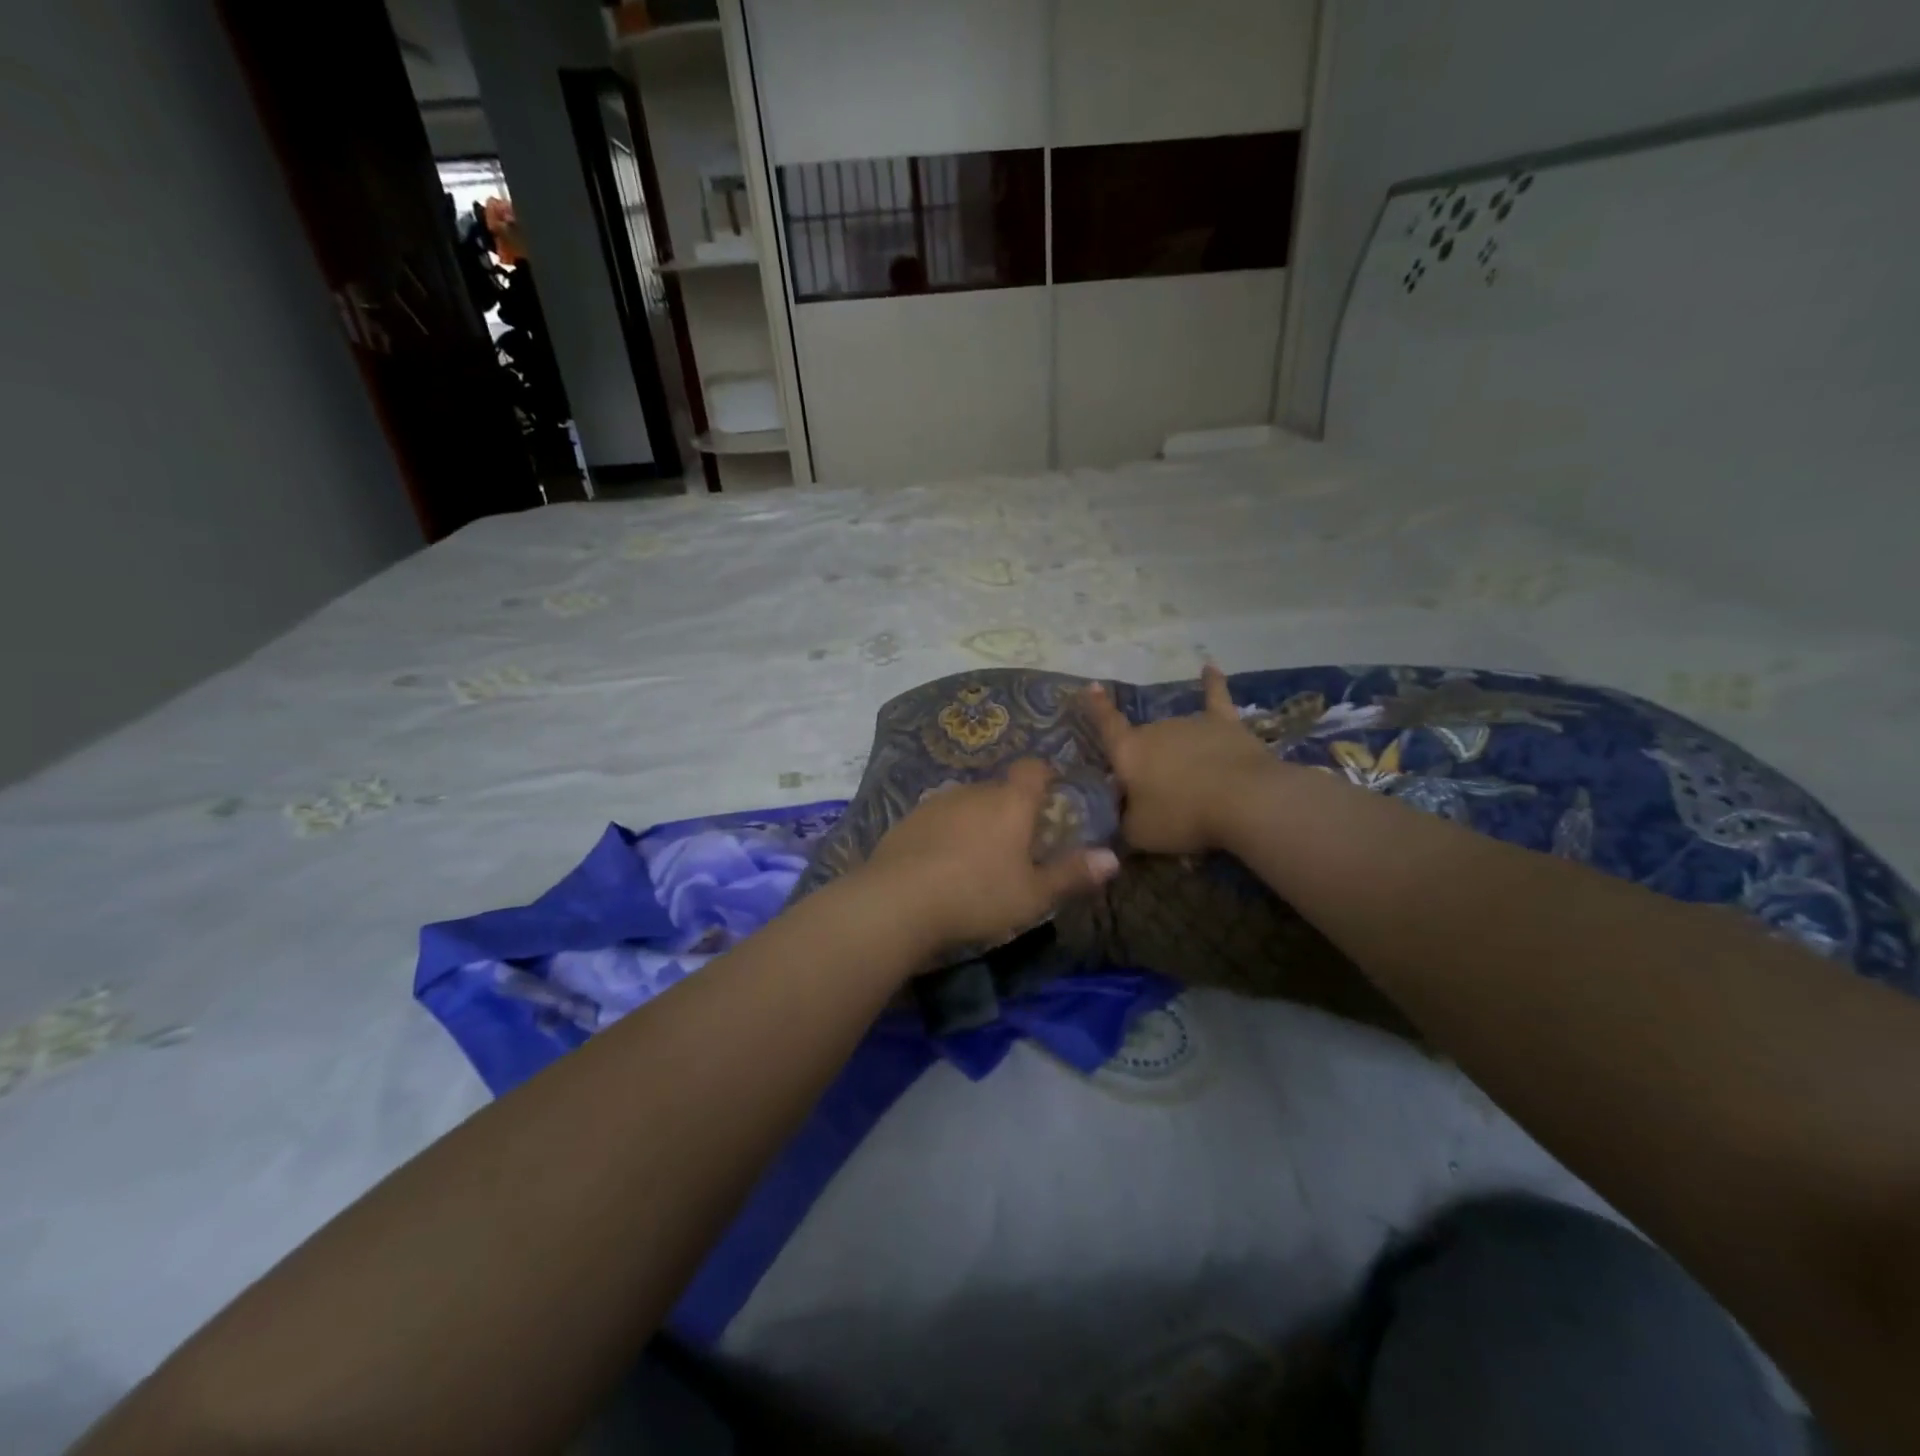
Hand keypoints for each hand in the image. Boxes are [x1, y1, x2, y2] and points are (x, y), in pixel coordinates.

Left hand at [862, 759, 1120, 954]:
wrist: (899, 901)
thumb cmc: (978, 894)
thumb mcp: (1033, 894)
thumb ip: (1073, 874)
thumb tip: (1113, 858)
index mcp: (1010, 801)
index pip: (1034, 768)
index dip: (1046, 776)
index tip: (1052, 798)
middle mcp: (974, 791)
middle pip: (1000, 788)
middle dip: (1012, 808)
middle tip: (1019, 844)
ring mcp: (937, 802)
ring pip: (968, 803)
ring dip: (978, 821)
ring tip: (979, 859)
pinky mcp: (908, 819)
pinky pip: (939, 819)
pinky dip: (948, 833)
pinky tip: (943, 865)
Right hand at [1080, 663, 1276, 854]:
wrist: (1242, 800)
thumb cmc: (1182, 816)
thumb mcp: (1139, 833)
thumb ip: (1125, 821)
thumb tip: (1123, 816)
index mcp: (1129, 751)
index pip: (1107, 725)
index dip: (1096, 707)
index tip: (1090, 685)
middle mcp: (1155, 729)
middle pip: (1144, 740)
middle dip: (1146, 761)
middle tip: (1158, 794)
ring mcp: (1191, 723)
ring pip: (1175, 733)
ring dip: (1176, 751)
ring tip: (1190, 782)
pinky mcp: (1225, 724)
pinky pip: (1215, 698)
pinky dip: (1213, 683)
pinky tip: (1210, 667)